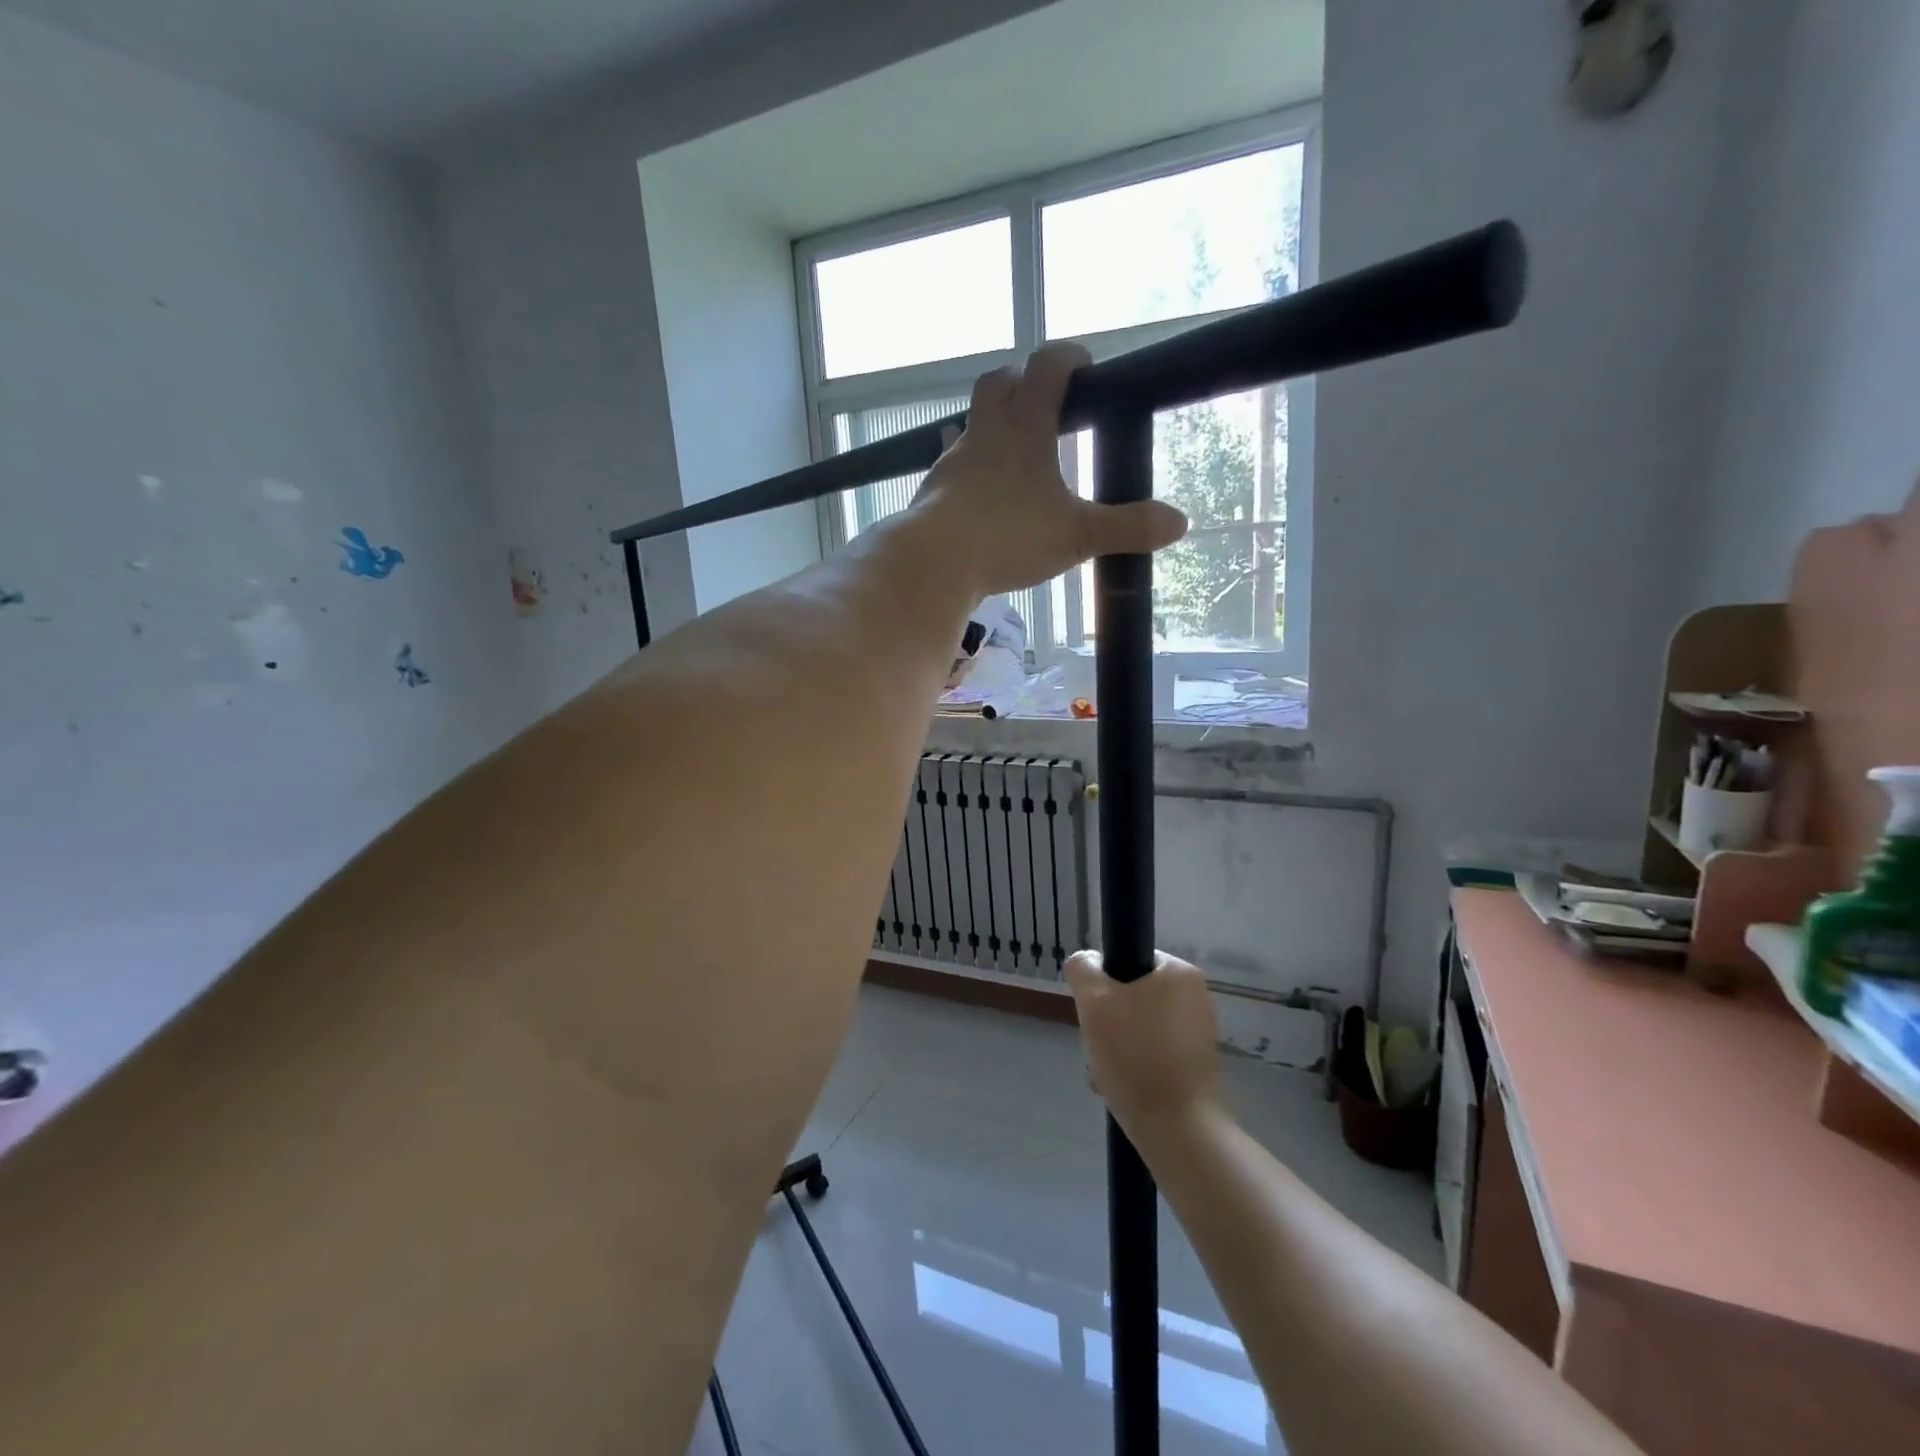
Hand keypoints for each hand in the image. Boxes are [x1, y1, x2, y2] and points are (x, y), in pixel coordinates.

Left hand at [908, 343, 1186, 595]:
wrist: (934, 562)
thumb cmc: (1009, 537)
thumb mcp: (1078, 535)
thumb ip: (1127, 527)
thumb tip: (1179, 523)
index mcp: (1024, 428)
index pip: (1047, 366)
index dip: (1068, 357)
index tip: (1085, 366)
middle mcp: (985, 434)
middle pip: (997, 383)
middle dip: (1021, 382)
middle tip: (1042, 403)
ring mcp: (953, 461)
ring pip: (969, 423)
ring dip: (989, 425)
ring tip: (1009, 449)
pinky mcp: (932, 490)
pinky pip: (949, 464)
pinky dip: (966, 467)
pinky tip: (974, 490)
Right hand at [1065, 950, 1222, 1140]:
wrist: (1180, 1132)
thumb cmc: (1136, 1057)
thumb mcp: (1094, 1001)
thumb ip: (1083, 970)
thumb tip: (1087, 963)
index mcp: (1179, 972)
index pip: (1127, 961)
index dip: (1102, 984)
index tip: (1094, 1012)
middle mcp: (1194, 997)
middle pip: (1129, 997)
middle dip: (1105, 1023)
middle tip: (1096, 1047)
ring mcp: (1196, 1034)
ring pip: (1136, 1029)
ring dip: (1113, 1048)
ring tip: (1104, 1075)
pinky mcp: (1194, 1067)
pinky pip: (1151, 1055)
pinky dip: (1132, 1067)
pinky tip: (1118, 1089)